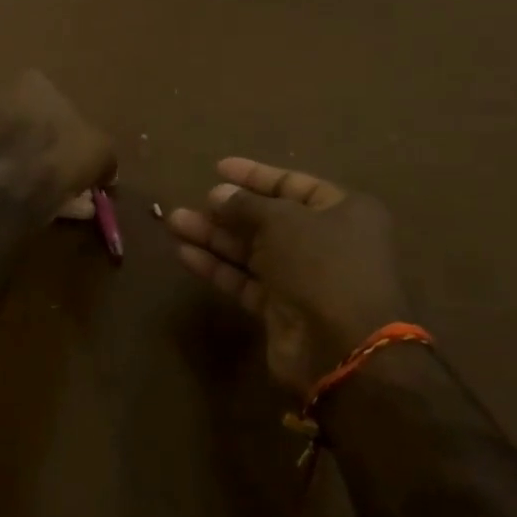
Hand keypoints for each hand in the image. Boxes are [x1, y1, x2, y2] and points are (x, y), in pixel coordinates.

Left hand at [0, 71, 115, 206]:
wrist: (21, 185)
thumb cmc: (66, 151)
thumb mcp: (102, 151)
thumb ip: (103, 157)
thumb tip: (108, 174)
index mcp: (30, 82)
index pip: (53, 97)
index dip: (70, 127)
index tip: (80, 150)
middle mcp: (0, 98)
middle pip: (32, 125)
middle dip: (52, 150)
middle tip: (71, 175)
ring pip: (19, 151)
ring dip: (39, 170)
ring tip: (64, 200)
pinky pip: (6, 172)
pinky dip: (23, 185)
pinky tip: (45, 206)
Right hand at [167, 158, 411, 396]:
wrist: (342, 348)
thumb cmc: (321, 264)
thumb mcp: (282, 220)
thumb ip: (245, 205)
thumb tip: (218, 194)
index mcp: (342, 212)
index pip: (293, 185)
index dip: (255, 176)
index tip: (218, 168)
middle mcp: (325, 243)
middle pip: (268, 219)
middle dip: (227, 210)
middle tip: (191, 201)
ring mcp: (303, 278)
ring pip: (251, 250)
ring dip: (214, 236)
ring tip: (174, 222)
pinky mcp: (281, 309)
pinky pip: (244, 280)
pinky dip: (216, 267)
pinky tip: (184, 253)